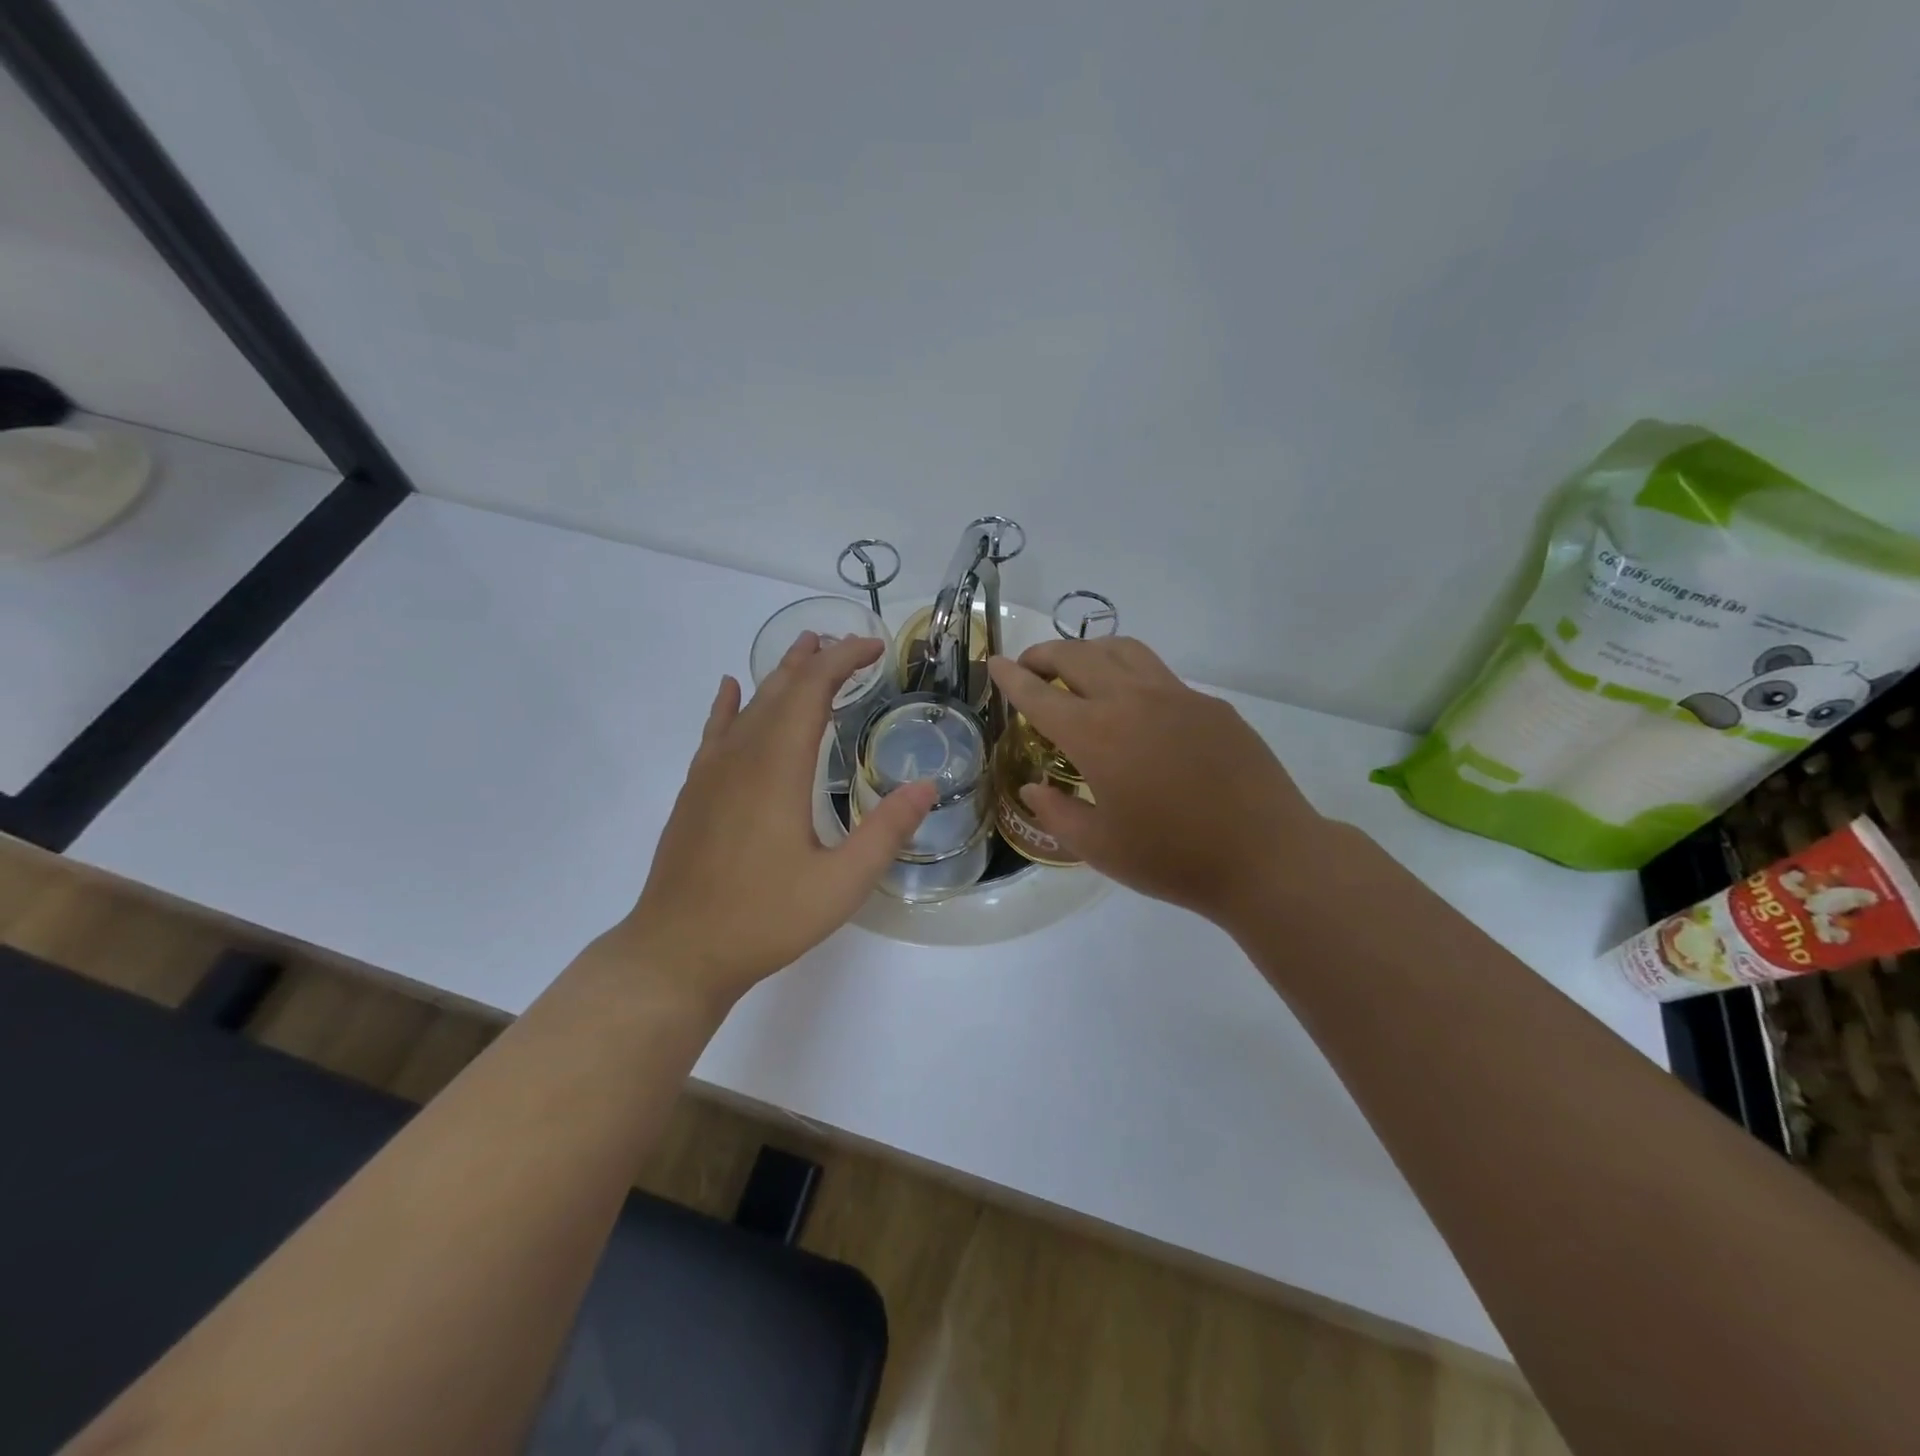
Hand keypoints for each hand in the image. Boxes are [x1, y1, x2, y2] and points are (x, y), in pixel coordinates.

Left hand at [613, 632, 935, 1010]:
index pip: (812, 691)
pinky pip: (715, 731)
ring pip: (748, 705)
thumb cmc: (764, 917)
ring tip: (805, 651)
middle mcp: (742, 756)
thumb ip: (886, 831)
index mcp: (778, 768)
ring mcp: (711, 772)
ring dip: (780, 676)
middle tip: (850, 646)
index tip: (875, 648)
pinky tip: (730, 689)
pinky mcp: (695, 792)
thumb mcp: (841, 884)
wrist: (678, 951)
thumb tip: (928, 786)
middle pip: (780, 689)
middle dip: (817, 660)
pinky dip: (728, 704)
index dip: (844, 660)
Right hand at [988, 639, 1325, 933]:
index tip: (995, 663)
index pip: (1040, 694)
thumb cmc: (1172, 859)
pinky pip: (1160, 675)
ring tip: (1078, 670)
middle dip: (1045, 654)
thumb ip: (1057, 813)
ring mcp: (1177, 696)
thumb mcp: (1099, 848)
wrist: (1265, 855)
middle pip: (1078, 655)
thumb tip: (1035, 788)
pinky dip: (1131, 675)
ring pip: (1123, 650)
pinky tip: (1136, 709)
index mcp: (1097, 735)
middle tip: (1030, 667)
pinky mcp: (1210, 706)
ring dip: (1090, 651)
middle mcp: (1133, 701)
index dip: (1011, 678)